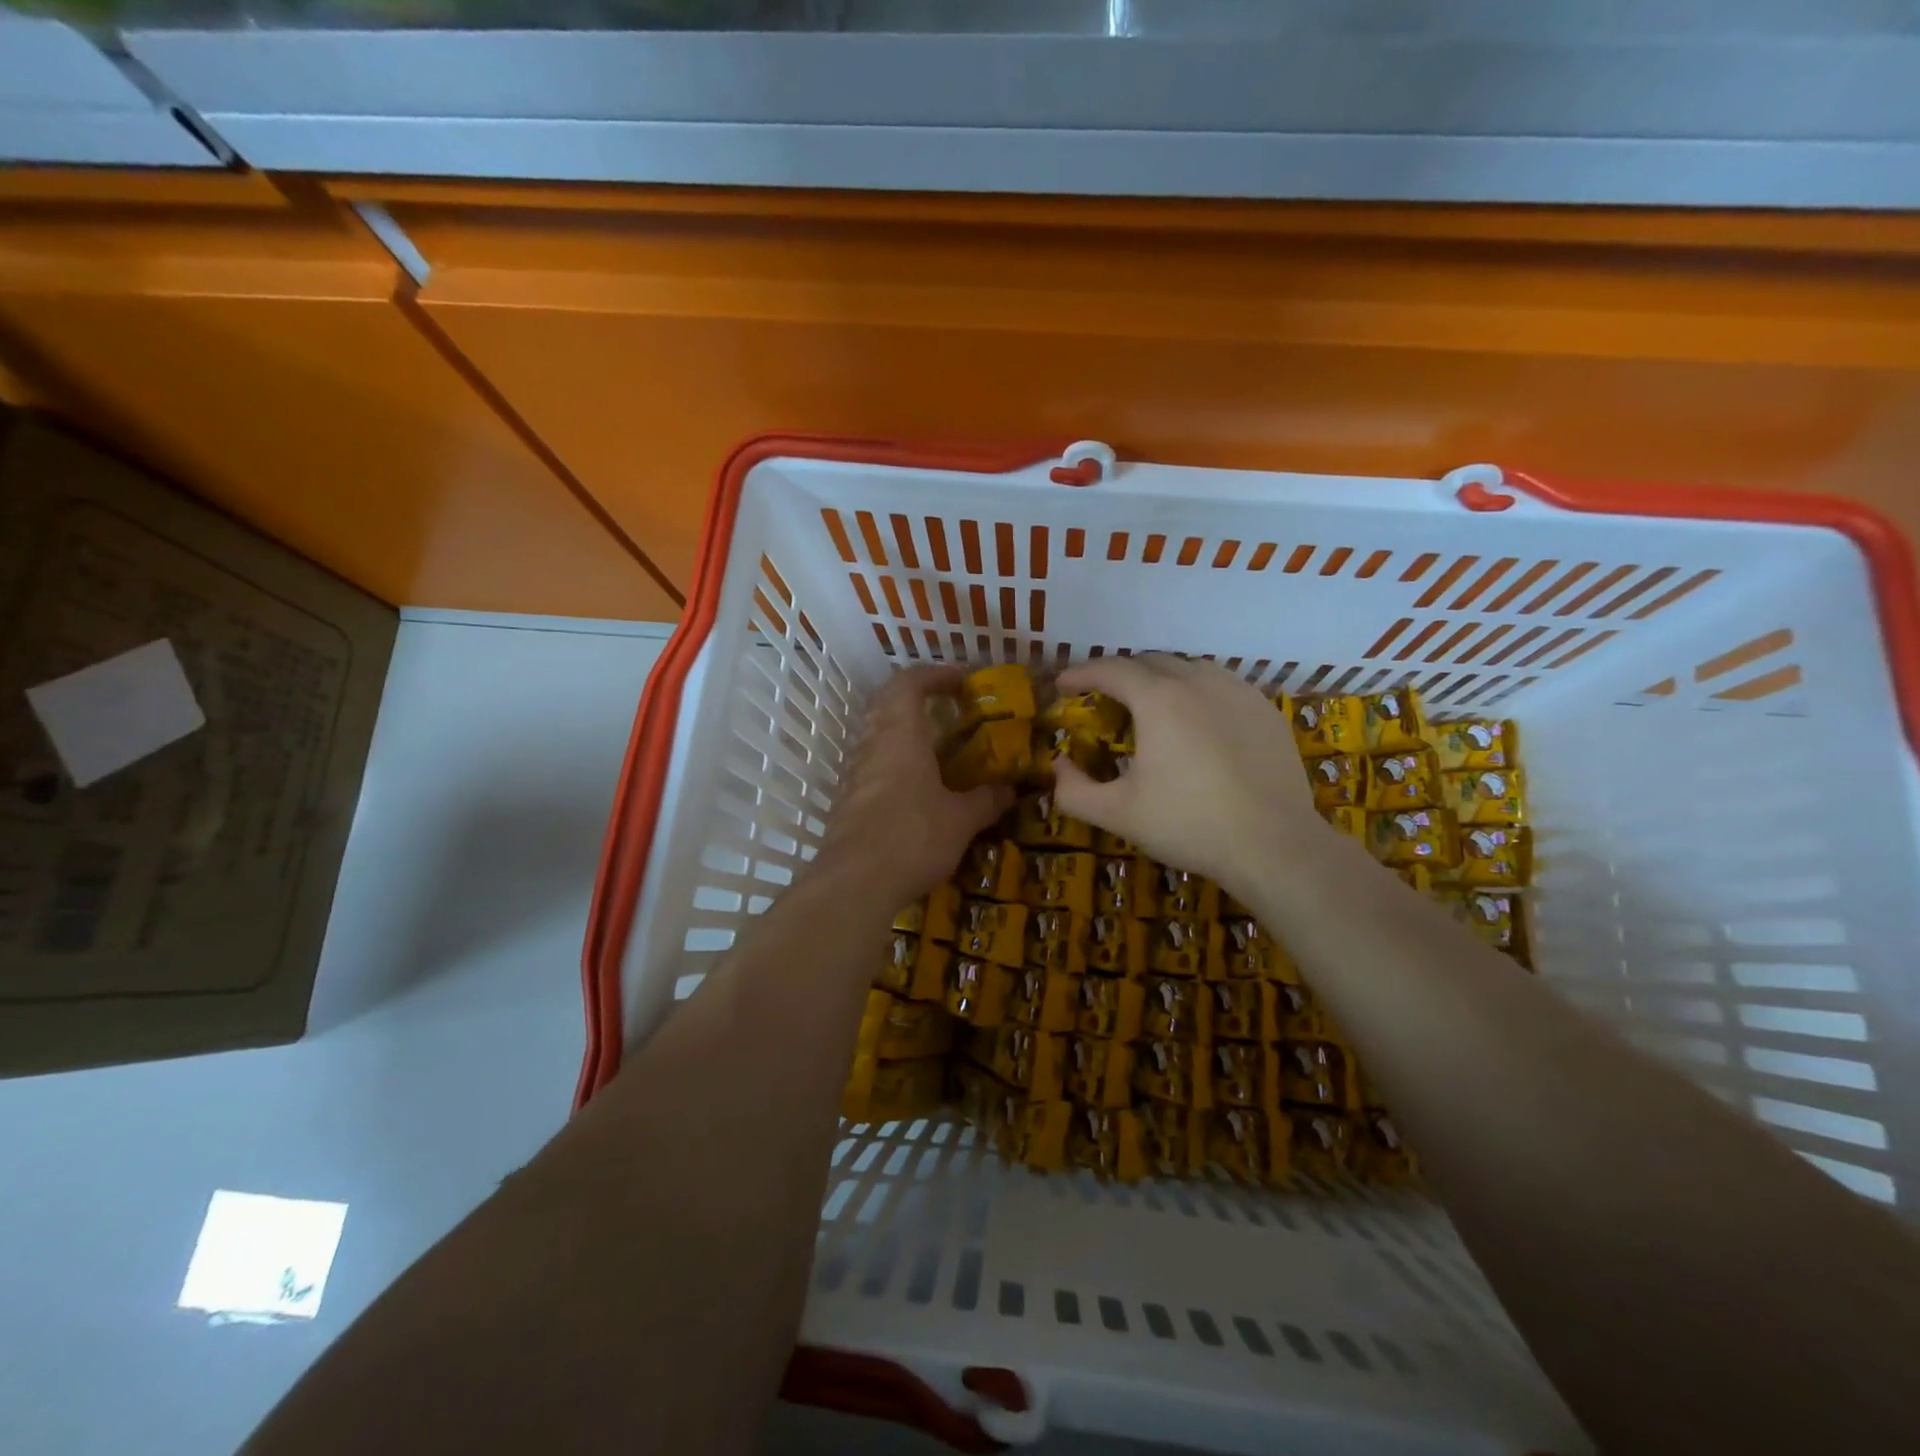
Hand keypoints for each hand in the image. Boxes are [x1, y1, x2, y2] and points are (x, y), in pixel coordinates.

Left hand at [822, 666, 1013, 907]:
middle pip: (887, 705)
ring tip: (936, 752)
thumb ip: (986, 800)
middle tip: (947, 712)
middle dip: (917, 701)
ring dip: (903, 735)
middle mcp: (872, 746)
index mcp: (900, 735)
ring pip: (876, 737)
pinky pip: (871, 769)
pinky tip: (915, 792)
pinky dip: (893, 766)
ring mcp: (854, 775)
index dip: (935, 675)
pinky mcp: (846, 803)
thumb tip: (1009, 790)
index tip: (962, 681)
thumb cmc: (912, 837)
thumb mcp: (961, 820)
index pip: (909, 683)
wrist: (854, 884)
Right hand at [1049, 655, 1324, 888]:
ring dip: (1161, 679)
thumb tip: (1058, 767)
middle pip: (1150, 661)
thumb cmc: (1188, 825)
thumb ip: (1073, 790)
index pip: (1110, 669)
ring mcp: (1238, 692)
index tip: (1062, 686)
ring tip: (1150, 706)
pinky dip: (1197, 692)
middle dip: (1119, 674)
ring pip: (1189, 668)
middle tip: (1103, 698)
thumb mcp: (1117, 814)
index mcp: (1159, 698)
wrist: (1273, 845)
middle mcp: (1198, 681)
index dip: (1080, 673)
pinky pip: (1221, 686)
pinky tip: (1197, 722)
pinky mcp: (1265, 710)